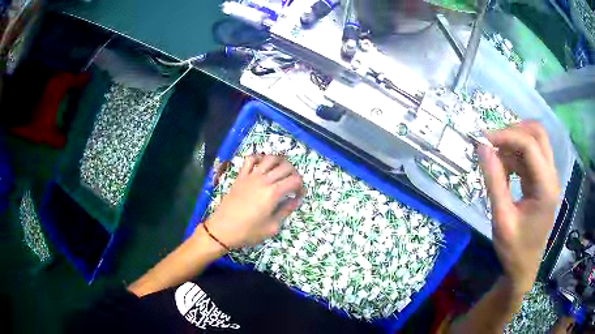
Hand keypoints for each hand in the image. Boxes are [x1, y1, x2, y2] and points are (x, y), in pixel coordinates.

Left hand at [202, 155, 303, 248]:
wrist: (222, 229)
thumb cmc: (248, 231)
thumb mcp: (272, 227)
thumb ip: (285, 211)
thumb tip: (295, 200)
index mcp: (273, 193)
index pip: (294, 180)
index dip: (301, 186)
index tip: (299, 195)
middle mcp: (263, 180)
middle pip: (285, 167)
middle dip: (294, 173)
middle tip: (293, 184)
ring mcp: (251, 176)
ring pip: (270, 159)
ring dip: (280, 162)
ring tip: (281, 171)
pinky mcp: (240, 176)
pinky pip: (250, 159)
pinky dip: (259, 157)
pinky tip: (262, 165)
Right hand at [477, 121, 558, 293]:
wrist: (524, 268)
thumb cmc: (514, 249)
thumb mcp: (501, 218)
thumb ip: (494, 181)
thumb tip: (482, 147)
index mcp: (546, 187)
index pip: (530, 145)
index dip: (506, 136)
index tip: (482, 140)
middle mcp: (551, 176)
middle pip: (538, 134)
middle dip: (514, 130)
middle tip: (493, 140)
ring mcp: (548, 177)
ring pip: (534, 142)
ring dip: (513, 142)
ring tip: (493, 155)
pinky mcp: (542, 181)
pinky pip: (530, 156)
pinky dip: (515, 155)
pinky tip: (502, 167)